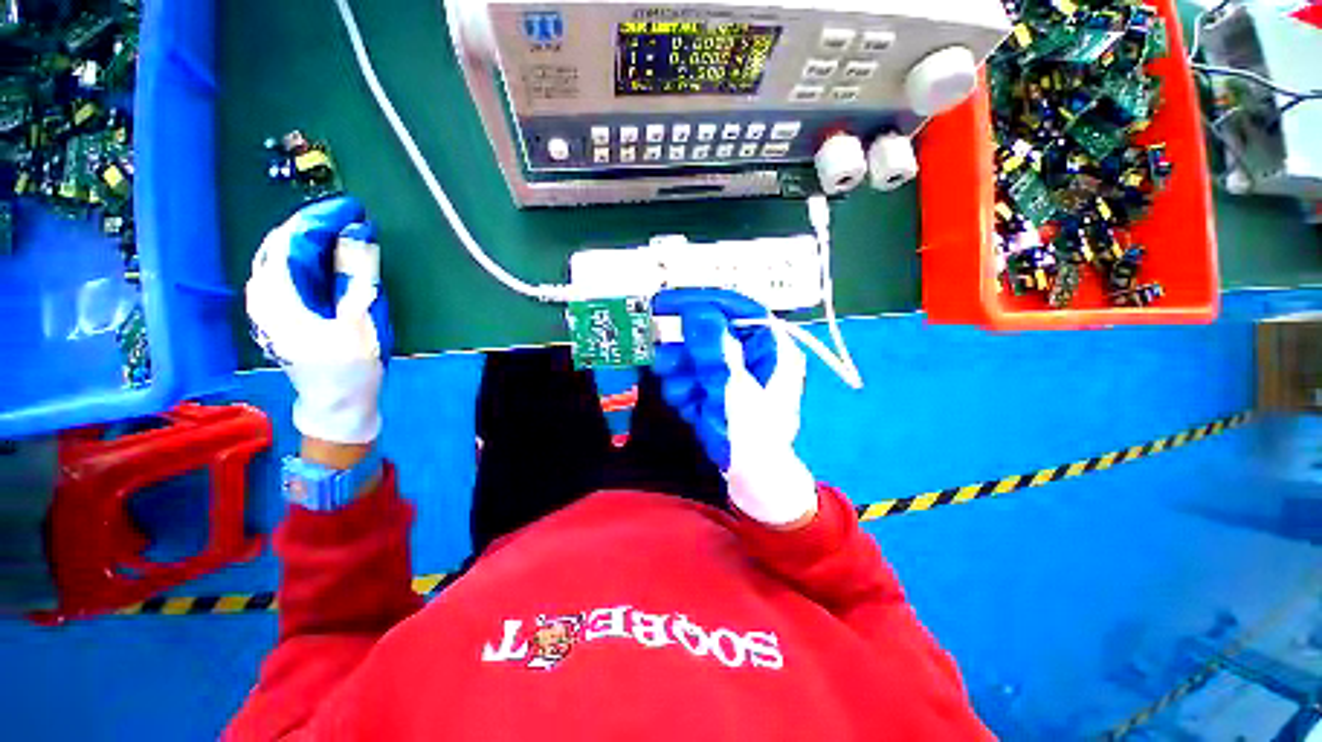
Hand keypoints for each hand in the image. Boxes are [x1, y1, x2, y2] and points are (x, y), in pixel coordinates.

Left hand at [247, 196, 392, 445]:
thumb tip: (357, 241)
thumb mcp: (357, 325)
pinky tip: (325, 259)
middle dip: (311, 228)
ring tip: (339, 233)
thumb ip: (354, 281)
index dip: (317, 221)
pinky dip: (305, 259)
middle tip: (347, 220)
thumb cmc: (348, 369)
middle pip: (278, 247)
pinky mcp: (278, 314)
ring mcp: (267, 307)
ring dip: (308, 242)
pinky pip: (284, 273)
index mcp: (279, 300)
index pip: (287, 243)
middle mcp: (264, 297)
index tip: (349, 211)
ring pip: (279, 259)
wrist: (336, 405)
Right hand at [652, 289, 815, 525]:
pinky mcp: (718, 388)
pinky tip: (691, 409)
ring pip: (695, 355)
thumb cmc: (754, 438)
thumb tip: (697, 311)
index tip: (665, 303)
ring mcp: (734, 372)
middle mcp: (753, 354)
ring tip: (686, 399)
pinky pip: (692, 376)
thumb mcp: (734, 391)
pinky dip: (685, 390)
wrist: (754, 482)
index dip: (701, 302)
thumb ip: (716, 350)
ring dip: (682, 375)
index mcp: (772, 347)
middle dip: (686, 352)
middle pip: (709, 333)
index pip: (736, 307)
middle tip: (667, 365)